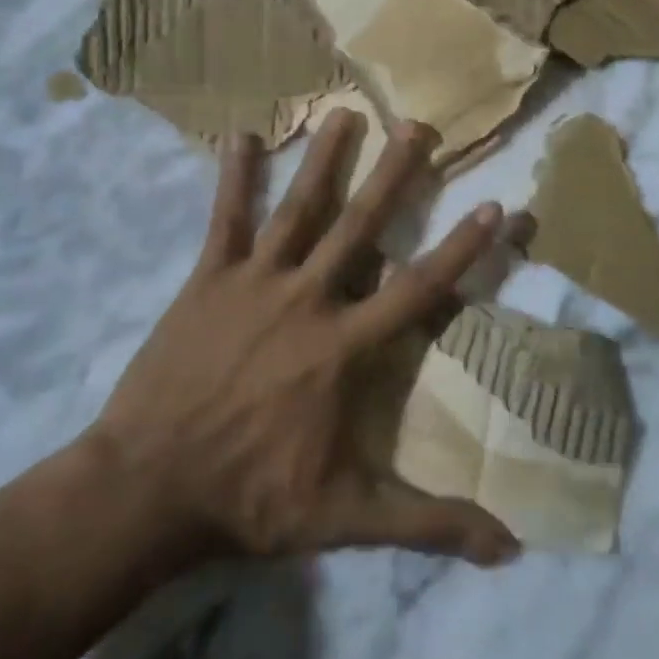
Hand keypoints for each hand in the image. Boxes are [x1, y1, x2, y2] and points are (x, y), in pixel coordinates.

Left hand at [92, 112, 520, 566]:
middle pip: (360, 226)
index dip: (461, 249)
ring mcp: (254, 282)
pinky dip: (234, 176)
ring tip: (343, 111)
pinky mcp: (207, 278)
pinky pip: (225, 218)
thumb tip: (509, 546)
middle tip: (418, 125)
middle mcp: (307, 299)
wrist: (149, 487)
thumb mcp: (346, 517)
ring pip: (297, 209)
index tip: (493, 205)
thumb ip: (427, 522)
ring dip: (323, 159)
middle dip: (394, 174)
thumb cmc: (250, 498)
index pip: (417, 289)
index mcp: (343, 347)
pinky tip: (240, 134)